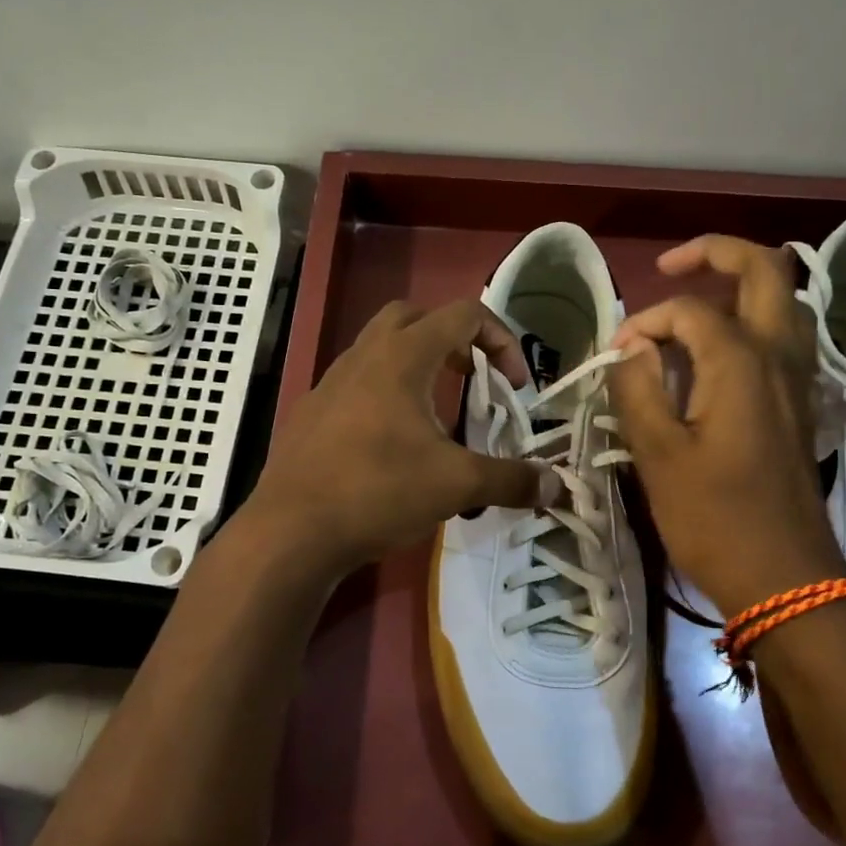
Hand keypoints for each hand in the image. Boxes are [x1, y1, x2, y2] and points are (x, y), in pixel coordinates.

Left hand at [246, 299, 554, 577]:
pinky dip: (386, 393)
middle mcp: (364, 355)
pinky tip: (393, 442)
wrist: (291, 530)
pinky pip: (358, 382)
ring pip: (381, 348)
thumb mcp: (455, 485)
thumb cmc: (377, 491)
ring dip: (418, 365)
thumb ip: (510, 480)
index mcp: (402, 356)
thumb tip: (555, 486)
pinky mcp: (313, 411)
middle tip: (472, 379)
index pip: (464, 314)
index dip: (502, 340)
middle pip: (416, 317)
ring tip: (438, 413)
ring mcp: (332, 382)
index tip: (515, 386)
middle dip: (454, 339)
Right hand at [606, 236, 845, 616]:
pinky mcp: (802, 406)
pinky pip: (786, 339)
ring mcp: (800, 381)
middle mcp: (780, 356)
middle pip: (766, 270)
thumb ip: (637, 389)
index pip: (687, 312)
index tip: (615, 359)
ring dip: (743, 287)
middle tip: (671, 266)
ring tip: (696, 306)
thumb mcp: (657, 455)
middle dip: (716, 254)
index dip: (645, 323)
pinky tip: (720, 355)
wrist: (785, 578)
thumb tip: (630, 349)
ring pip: (785, 302)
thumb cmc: (714, 519)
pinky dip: (755, 323)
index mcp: (742, 361)